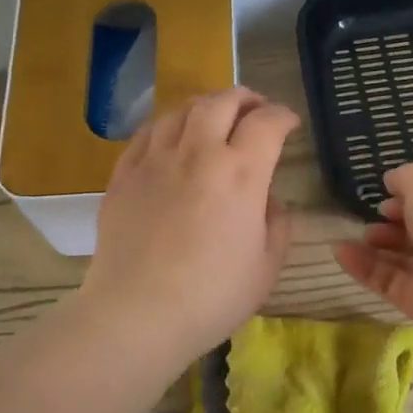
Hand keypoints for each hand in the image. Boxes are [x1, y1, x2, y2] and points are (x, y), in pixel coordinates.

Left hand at [78, 88, 298, 369]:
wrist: (137, 314)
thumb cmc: (212, 297)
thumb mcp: (267, 267)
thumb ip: (277, 224)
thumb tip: (269, 201)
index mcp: (240, 173)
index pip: (267, 123)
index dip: (283, 116)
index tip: (290, 124)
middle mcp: (198, 153)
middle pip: (221, 102)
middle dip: (245, 99)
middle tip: (255, 110)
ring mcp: (155, 160)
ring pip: (181, 110)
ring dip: (205, 106)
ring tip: (214, 119)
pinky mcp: (123, 175)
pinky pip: (147, 133)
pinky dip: (168, 126)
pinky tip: (172, 139)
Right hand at [334, 163, 412, 341]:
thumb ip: (405, 177)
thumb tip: (393, 181)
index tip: (389, 193)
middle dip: (393, 220)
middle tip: (375, 216)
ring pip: (400, 257)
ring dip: (375, 244)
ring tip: (358, 235)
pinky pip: (385, 280)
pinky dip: (362, 266)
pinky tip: (340, 252)